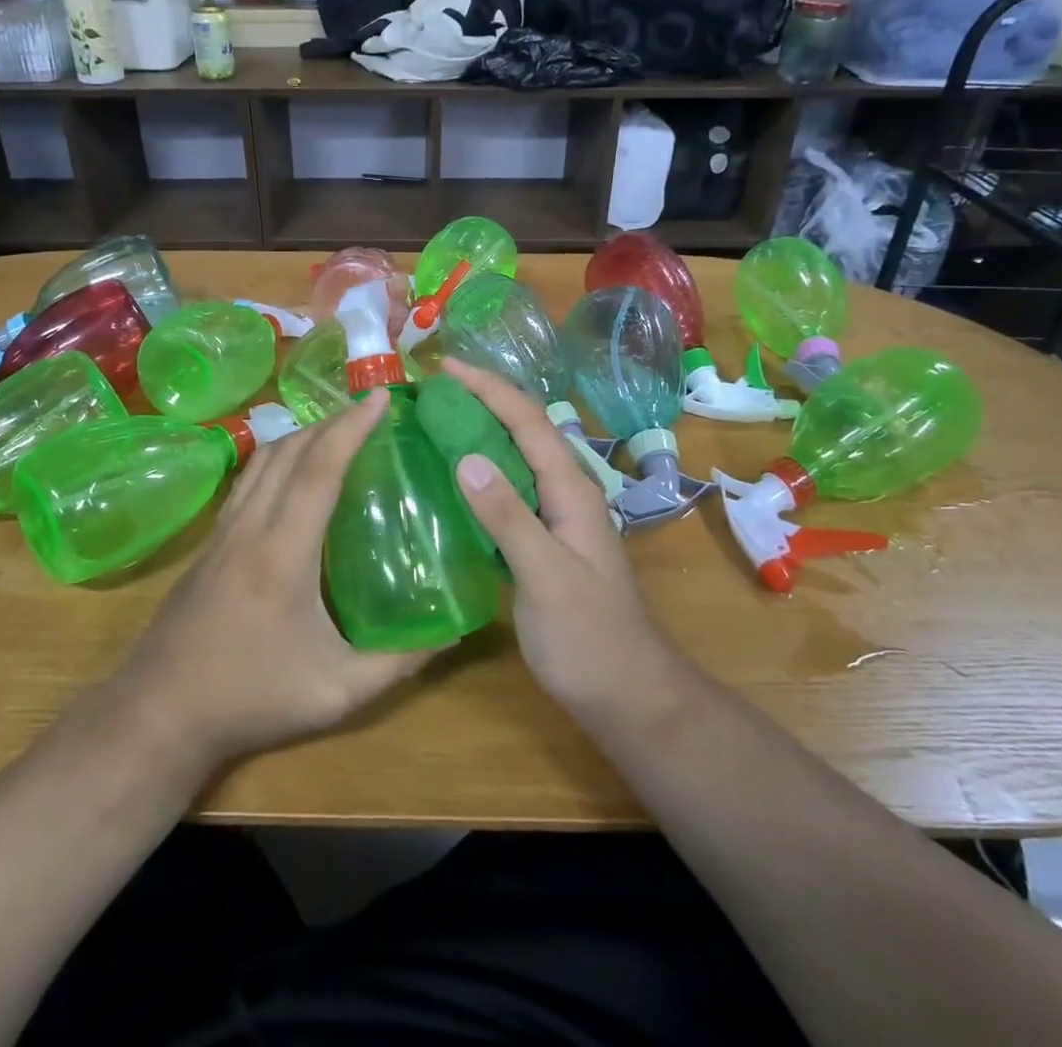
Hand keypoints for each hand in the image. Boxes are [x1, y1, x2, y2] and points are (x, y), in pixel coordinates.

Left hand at [108, 388, 436, 767]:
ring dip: (303, 433)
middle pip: (290, 450)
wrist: (160, 713)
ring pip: (263, 459)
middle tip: (372, 410)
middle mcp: (250, 527)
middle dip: (333, 420)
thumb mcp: (338, 693)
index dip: (352, 428)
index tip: (382, 398)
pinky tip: (296, 469)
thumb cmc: (252, 699)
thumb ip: (399, 662)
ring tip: (340, 429)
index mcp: (283, 553)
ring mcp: (223, 530)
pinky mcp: (210, 541)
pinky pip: (248, 478)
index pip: (319, 470)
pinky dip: (278, 455)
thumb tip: (454, 631)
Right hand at [442, 359, 691, 721]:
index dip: (489, 388)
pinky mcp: (545, 541)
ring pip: (517, 459)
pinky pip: (510, 491)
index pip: (528, 421)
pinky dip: (482, 473)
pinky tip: (455, 482)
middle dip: (484, 400)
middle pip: (524, 430)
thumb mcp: (544, 576)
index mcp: (570, 490)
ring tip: (438, 422)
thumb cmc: (588, 638)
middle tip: (434, 391)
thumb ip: (508, 516)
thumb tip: (465, 457)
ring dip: (482, 432)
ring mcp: (557, 518)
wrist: (627, 694)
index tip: (447, 367)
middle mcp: (566, 493)